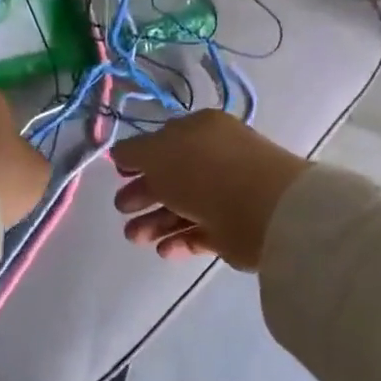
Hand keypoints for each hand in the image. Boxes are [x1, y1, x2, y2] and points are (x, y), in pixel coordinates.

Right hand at [112, 111, 309, 269]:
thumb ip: (133, 153)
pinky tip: (163, 250)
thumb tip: (120, 154)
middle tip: (122, 209)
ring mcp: (227, 194)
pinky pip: (200, 232)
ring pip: (183, 207)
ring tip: (135, 238)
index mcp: (201, 130)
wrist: (262, 209)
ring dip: (154, 222)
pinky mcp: (234, 229)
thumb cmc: (204, 171)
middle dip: (143, 194)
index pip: (165, 140)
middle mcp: (215, 159)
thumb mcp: (156, 153)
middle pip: (172, 177)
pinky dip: (179, 241)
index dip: (141, 157)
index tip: (118, 174)